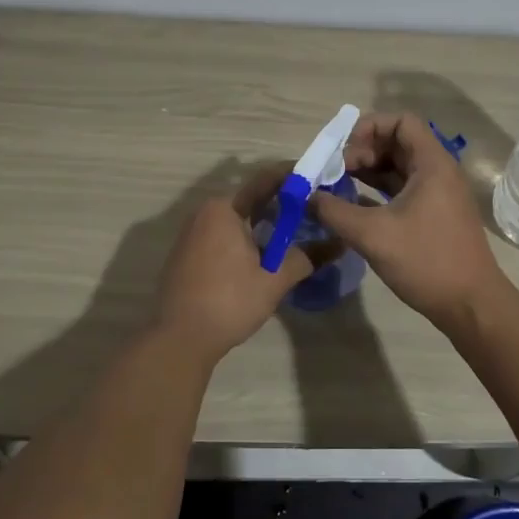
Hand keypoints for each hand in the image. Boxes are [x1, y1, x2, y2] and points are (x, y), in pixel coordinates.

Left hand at [151, 164, 332, 362]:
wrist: (180, 340)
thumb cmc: (229, 302)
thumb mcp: (274, 280)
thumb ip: (306, 258)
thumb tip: (338, 244)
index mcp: (224, 209)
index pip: (265, 181)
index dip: (294, 178)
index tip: (318, 178)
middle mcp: (204, 213)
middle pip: (250, 200)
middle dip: (281, 205)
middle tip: (312, 212)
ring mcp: (191, 234)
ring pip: (236, 220)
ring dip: (263, 225)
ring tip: (294, 235)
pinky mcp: (186, 255)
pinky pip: (221, 236)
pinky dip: (244, 239)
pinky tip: (262, 257)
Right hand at [310, 112, 512, 329]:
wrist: (471, 305)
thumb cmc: (426, 261)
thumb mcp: (372, 235)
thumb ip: (334, 211)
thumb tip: (306, 197)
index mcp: (432, 164)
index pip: (401, 121)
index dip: (369, 127)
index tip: (343, 151)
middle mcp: (438, 172)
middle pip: (397, 142)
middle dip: (363, 150)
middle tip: (335, 172)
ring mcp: (438, 194)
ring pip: (399, 167)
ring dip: (368, 171)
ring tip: (337, 186)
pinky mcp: (434, 215)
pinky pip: (402, 190)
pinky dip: (378, 191)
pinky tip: (353, 207)